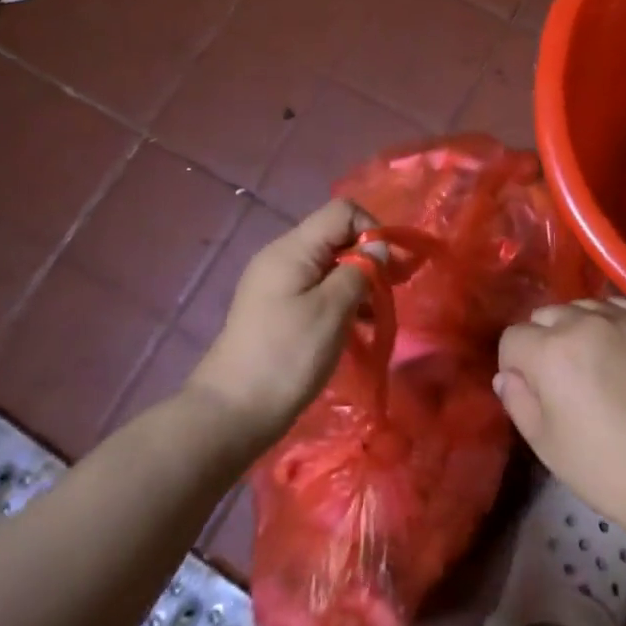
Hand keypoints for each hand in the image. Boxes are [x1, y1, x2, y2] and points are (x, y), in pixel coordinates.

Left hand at [187, 199, 377, 438]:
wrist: (231, 414)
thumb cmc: (286, 357)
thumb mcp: (332, 311)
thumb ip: (360, 271)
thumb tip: (379, 248)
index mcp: (292, 249)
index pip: (342, 211)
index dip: (372, 229)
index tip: (392, 266)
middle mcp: (282, 257)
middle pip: (336, 236)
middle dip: (369, 257)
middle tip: (394, 289)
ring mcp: (276, 284)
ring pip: (329, 265)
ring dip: (357, 282)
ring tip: (377, 315)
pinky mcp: (276, 309)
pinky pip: (317, 289)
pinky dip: (340, 300)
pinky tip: (356, 327)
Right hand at [495, 298, 625, 541]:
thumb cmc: (606, 468)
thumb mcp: (547, 444)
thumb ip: (518, 401)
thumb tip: (507, 375)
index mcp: (550, 351)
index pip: (513, 338)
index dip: (515, 365)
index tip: (531, 390)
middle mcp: (584, 322)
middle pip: (546, 315)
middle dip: (544, 341)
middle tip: (562, 378)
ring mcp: (623, 318)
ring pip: (583, 307)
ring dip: (577, 328)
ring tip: (594, 362)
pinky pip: (619, 308)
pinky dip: (611, 323)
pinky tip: (622, 351)